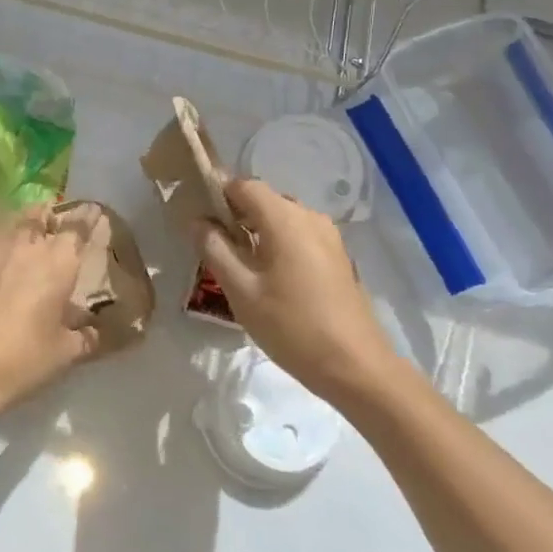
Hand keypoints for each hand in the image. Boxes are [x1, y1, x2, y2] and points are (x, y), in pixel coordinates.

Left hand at [0, 208, 94, 417]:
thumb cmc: (22, 360)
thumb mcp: (64, 354)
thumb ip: (83, 336)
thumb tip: (92, 332)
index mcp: (60, 261)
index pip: (79, 225)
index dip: (87, 221)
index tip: (91, 220)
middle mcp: (27, 243)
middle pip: (41, 215)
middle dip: (49, 219)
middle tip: (51, 233)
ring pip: (10, 221)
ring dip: (18, 226)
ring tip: (20, 240)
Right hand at [196, 179, 394, 402]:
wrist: (355, 366)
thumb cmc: (291, 326)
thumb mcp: (241, 290)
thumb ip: (215, 249)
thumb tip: (198, 220)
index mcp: (284, 218)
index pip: (243, 185)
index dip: (217, 195)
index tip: (199, 220)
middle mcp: (309, 216)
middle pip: (264, 200)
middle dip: (236, 216)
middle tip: (214, 248)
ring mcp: (328, 236)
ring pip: (282, 219)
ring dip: (257, 232)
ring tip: (240, 266)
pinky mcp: (338, 256)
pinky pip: (299, 235)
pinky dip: (278, 244)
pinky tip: (270, 278)